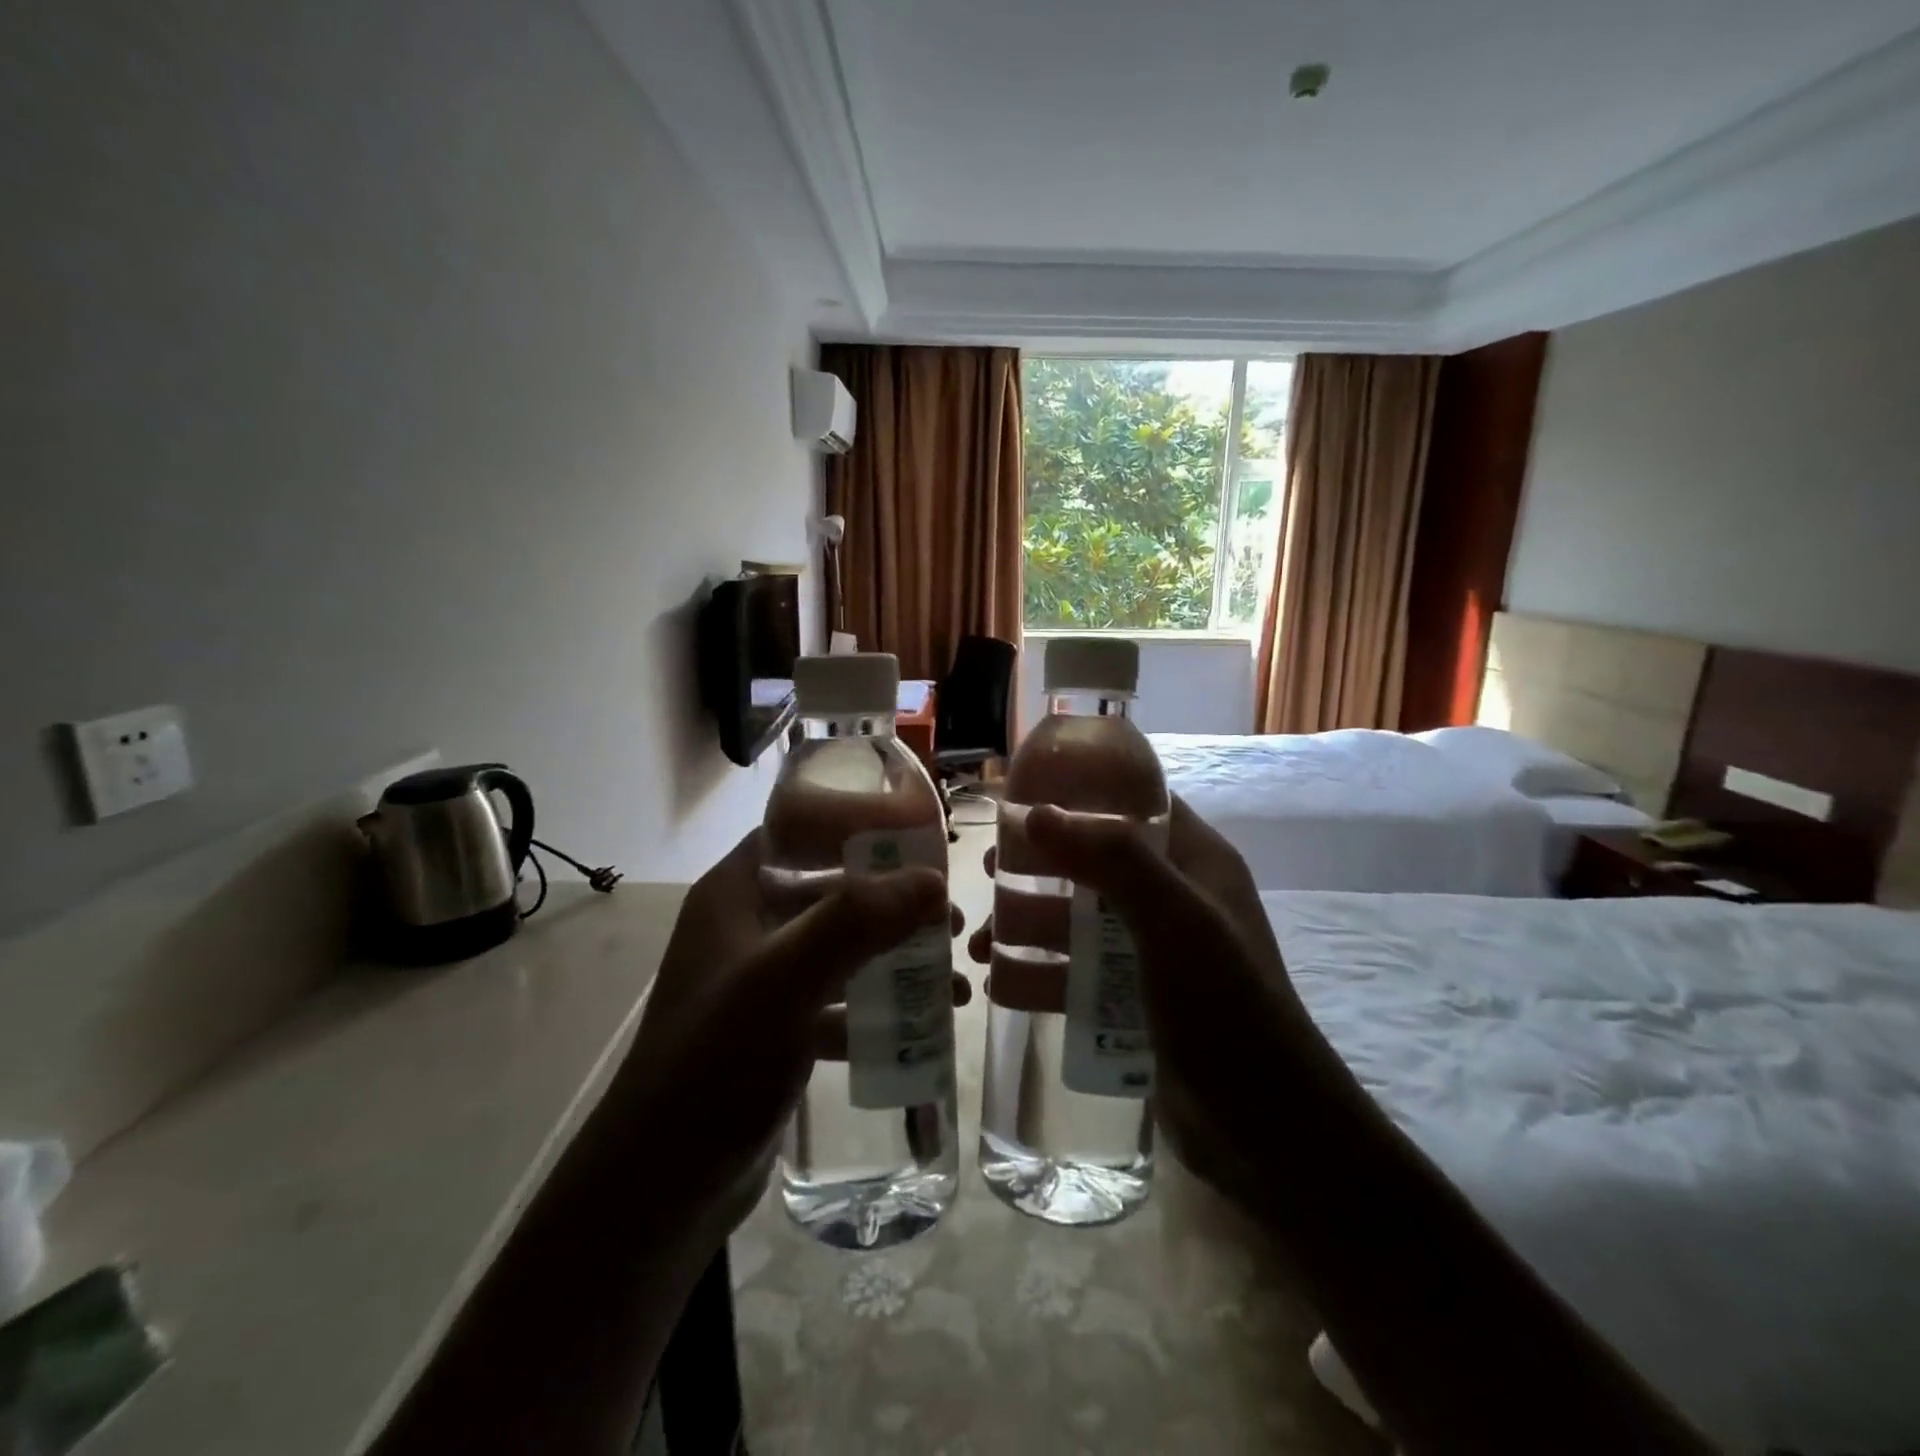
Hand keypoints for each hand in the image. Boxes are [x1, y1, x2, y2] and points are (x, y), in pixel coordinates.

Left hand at [613, 828, 967, 1247]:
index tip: (920, 838)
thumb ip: (854, 922)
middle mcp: (746, 926)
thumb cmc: (713, 1064)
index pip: (798, 830)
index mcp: (734, 893)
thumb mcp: (783, 982)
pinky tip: (924, 1025)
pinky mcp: (777, 1029)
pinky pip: (838, 998)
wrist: (659, 1189)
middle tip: (949, 918)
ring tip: (951, 977)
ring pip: (840, 947)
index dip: (856, 824)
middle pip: (831, 890)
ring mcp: (761, 980)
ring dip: (894, 955)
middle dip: (892, 901)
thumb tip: (933, 880)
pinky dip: (878, 1006)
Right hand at [970, 797, 1321, 1207]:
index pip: (1136, 803)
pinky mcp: (1134, 998)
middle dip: (1040, 865)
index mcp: (1195, 862)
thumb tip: (1035, 813)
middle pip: (1094, 861)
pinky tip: (998, 983)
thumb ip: (1112, 858)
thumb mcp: (1175, 920)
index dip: (1083, 792)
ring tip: (978, 943)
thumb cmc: (1225, 1005)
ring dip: (1028, 923)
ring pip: (1077, 918)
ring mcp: (1152, 950)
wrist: (1263, 1128)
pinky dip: (1039, 971)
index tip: (1022, 798)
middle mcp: (1173, 897)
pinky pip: (1076, 969)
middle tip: (989, 873)